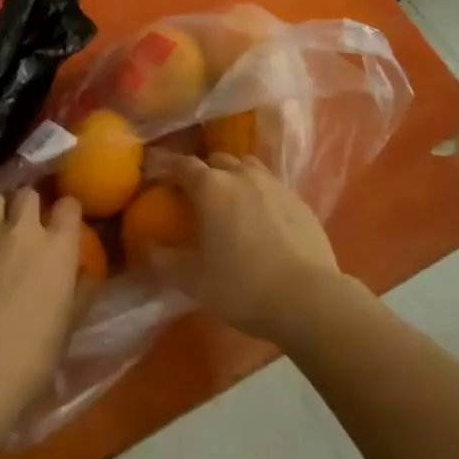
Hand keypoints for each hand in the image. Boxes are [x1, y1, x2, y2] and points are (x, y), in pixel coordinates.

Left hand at [0, 188, 82, 420]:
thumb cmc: (31, 355)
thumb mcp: (68, 326)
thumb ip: (79, 291)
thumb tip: (85, 273)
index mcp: (58, 247)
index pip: (69, 205)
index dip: (67, 212)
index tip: (65, 225)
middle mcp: (23, 231)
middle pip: (27, 194)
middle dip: (29, 205)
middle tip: (28, 226)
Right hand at [148, 153, 341, 342]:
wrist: (309, 298)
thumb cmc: (243, 287)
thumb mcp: (194, 282)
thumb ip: (165, 261)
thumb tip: (150, 247)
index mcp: (211, 187)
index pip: (182, 165)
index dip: (166, 168)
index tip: (156, 177)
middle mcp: (241, 174)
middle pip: (216, 160)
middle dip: (202, 172)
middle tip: (195, 196)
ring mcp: (274, 183)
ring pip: (246, 166)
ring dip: (233, 176)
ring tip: (230, 201)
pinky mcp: (298, 198)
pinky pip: (271, 184)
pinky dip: (259, 193)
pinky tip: (261, 218)